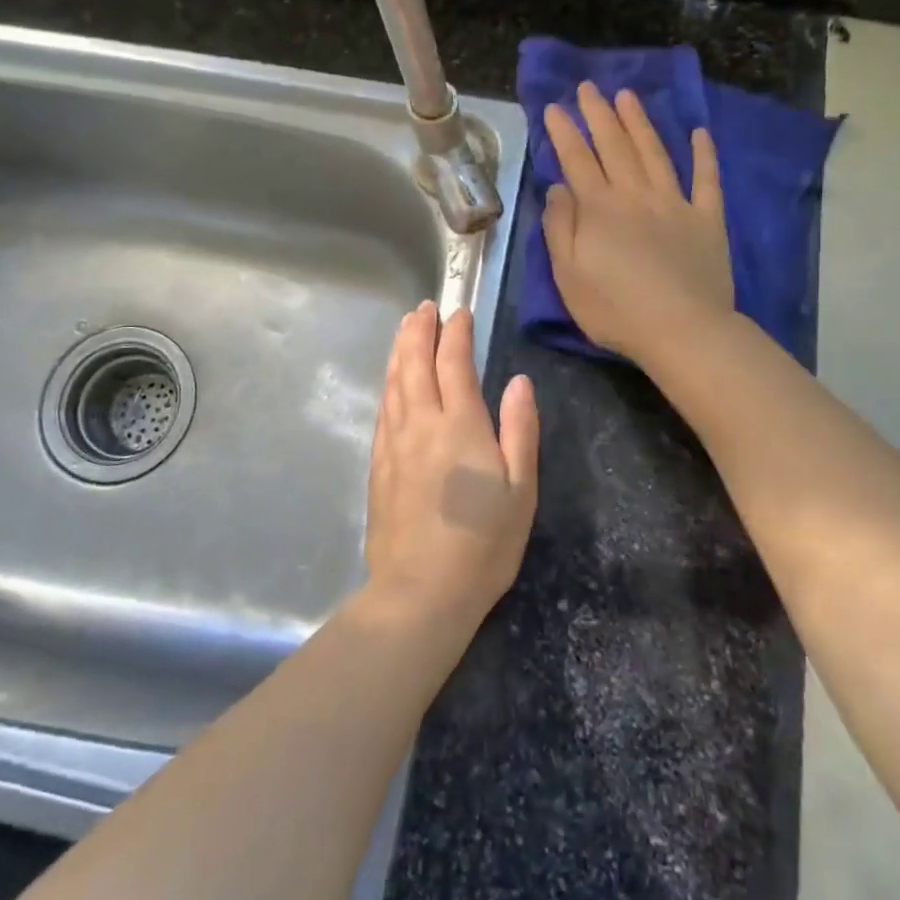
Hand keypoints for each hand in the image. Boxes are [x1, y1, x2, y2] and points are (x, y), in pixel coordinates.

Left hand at [363, 302, 537, 628]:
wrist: (420, 591)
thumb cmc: (483, 543)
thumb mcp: (521, 489)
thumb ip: (520, 429)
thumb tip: (519, 381)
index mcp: (460, 425)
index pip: (454, 362)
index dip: (456, 333)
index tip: (459, 312)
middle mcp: (421, 423)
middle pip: (414, 363)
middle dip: (419, 330)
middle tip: (424, 308)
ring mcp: (394, 443)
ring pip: (393, 382)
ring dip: (399, 350)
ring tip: (405, 328)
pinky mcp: (378, 465)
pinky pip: (383, 409)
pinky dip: (388, 384)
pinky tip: (391, 381)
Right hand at [542, 81, 735, 365]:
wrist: (683, 330)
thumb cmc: (615, 310)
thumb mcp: (568, 276)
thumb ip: (560, 228)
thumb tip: (558, 188)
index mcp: (599, 209)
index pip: (577, 160)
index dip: (563, 132)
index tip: (553, 107)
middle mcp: (636, 195)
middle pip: (614, 146)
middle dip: (599, 114)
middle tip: (588, 87)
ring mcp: (675, 203)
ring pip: (655, 152)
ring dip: (639, 122)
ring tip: (627, 96)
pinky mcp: (707, 219)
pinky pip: (706, 179)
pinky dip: (704, 155)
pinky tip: (700, 133)